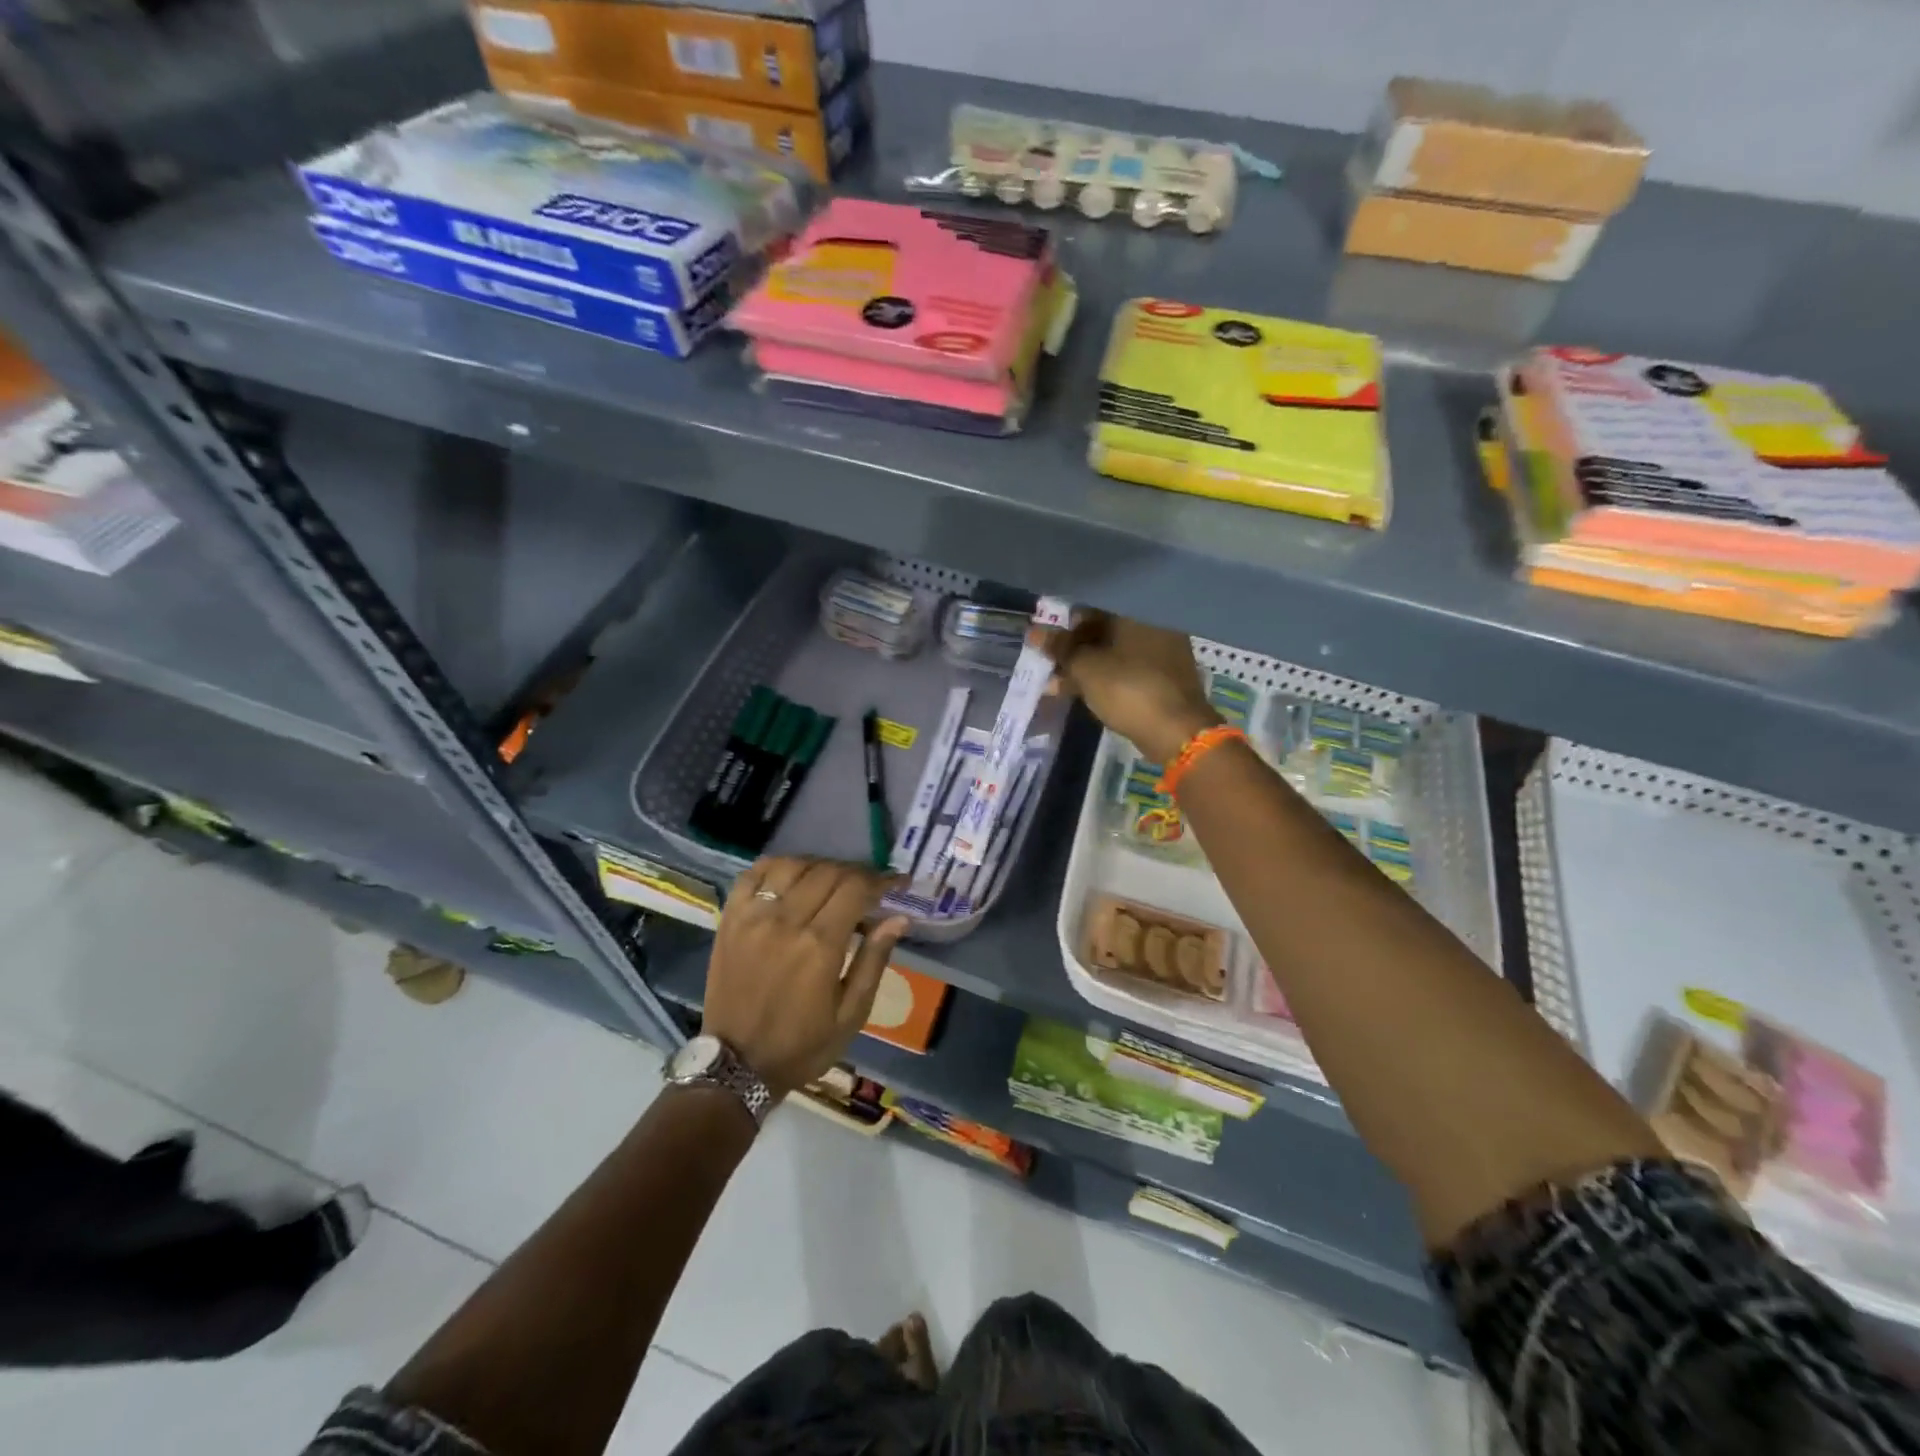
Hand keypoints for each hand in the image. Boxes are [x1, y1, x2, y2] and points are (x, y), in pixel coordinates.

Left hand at [702, 857, 909, 1099]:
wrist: (737, 1065)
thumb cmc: (803, 1045)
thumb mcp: (851, 1014)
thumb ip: (874, 961)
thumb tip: (898, 918)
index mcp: (819, 946)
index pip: (856, 889)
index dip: (881, 880)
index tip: (898, 882)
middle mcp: (786, 921)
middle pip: (828, 872)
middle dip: (856, 873)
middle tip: (868, 887)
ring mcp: (753, 917)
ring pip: (792, 865)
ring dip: (820, 866)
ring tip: (832, 882)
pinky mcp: (730, 919)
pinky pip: (753, 875)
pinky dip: (776, 866)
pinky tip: (792, 876)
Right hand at [1046, 612, 1218, 764]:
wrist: (1176, 732)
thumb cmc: (1128, 689)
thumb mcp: (1086, 668)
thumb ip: (1060, 648)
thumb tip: (1035, 633)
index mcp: (1138, 614)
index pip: (1094, 606)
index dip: (1067, 622)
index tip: (1047, 640)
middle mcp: (1154, 626)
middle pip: (1104, 630)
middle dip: (1074, 648)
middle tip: (1048, 663)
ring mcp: (1162, 654)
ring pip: (1113, 654)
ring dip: (1084, 667)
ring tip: (1055, 684)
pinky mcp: (1163, 680)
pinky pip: (1125, 672)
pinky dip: (1103, 679)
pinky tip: (1080, 693)